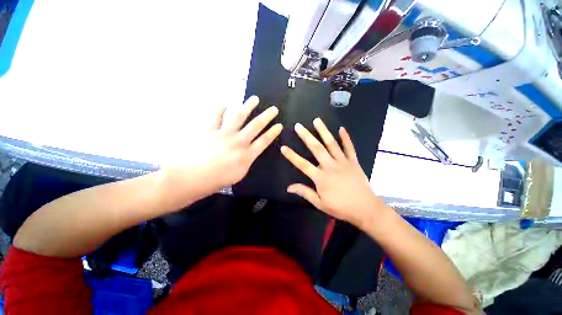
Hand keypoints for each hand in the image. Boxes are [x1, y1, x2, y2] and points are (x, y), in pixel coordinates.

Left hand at [200, 95, 281, 189]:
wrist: (194, 177)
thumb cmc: (218, 179)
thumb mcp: (240, 174)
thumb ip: (247, 161)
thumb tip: (249, 152)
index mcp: (247, 154)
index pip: (264, 140)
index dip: (273, 132)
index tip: (279, 125)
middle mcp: (239, 141)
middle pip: (256, 126)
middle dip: (267, 116)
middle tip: (273, 108)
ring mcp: (224, 134)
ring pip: (239, 116)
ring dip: (248, 107)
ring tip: (255, 99)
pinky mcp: (209, 129)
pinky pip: (216, 115)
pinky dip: (220, 108)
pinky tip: (225, 104)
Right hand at [280, 118, 382, 227]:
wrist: (365, 209)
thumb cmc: (340, 207)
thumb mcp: (320, 203)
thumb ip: (305, 192)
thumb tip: (289, 187)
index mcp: (321, 178)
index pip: (302, 164)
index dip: (292, 156)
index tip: (283, 147)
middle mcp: (330, 166)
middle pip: (316, 149)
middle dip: (306, 136)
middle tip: (298, 126)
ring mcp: (343, 162)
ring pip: (331, 144)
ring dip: (323, 131)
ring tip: (316, 120)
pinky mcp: (353, 162)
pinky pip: (349, 147)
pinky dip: (346, 138)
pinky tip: (341, 128)